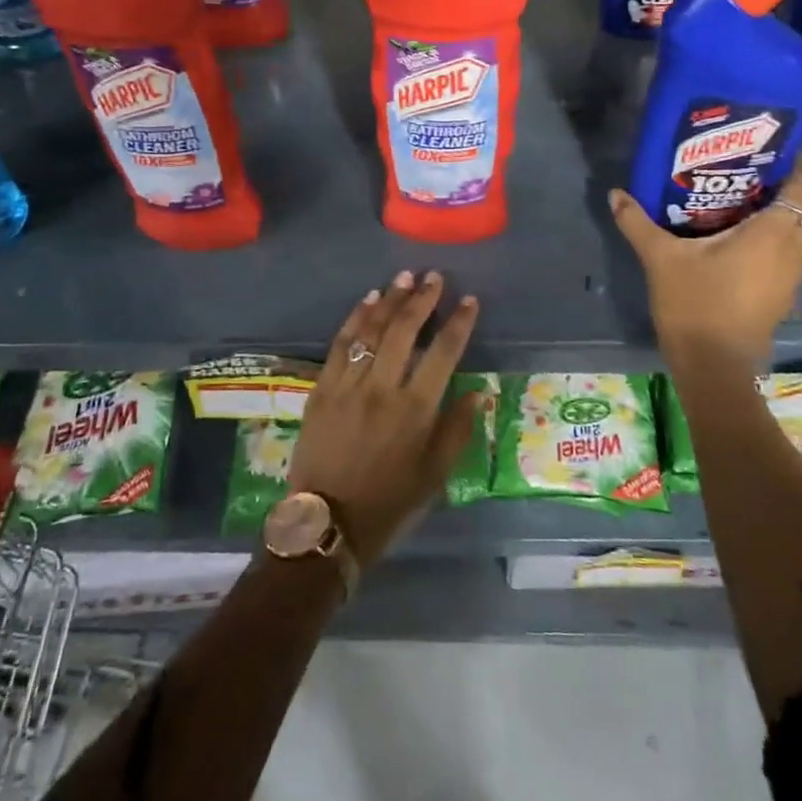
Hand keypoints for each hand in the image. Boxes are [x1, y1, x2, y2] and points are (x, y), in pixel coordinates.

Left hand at [288, 271, 482, 565]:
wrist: (326, 524)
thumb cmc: (388, 504)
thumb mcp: (434, 476)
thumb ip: (457, 430)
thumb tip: (479, 392)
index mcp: (416, 410)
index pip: (444, 353)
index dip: (459, 323)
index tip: (469, 300)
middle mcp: (383, 389)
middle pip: (405, 331)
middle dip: (422, 299)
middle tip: (434, 276)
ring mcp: (349, 385)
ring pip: (372, 330)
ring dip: (390, 299)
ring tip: (405, 277)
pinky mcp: (322, 388)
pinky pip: (341, 344)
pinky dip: (355, 318)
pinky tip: (367, 300)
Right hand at [608, 166, 801, 377]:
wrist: (713, 366)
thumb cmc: (695, 304)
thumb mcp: (661, 257)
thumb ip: (638, 222)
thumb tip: (616, 193)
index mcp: (773, 233)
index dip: (796, 164)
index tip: (768, 149)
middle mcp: (794, 250)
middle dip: (784, 185)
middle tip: (746, 170)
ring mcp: (792, 275)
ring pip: (800, 231)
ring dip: (781, 212)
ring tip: (740, 198)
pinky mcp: (784, 293)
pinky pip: (790, 251)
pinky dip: (775, 236)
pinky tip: (739, 236)